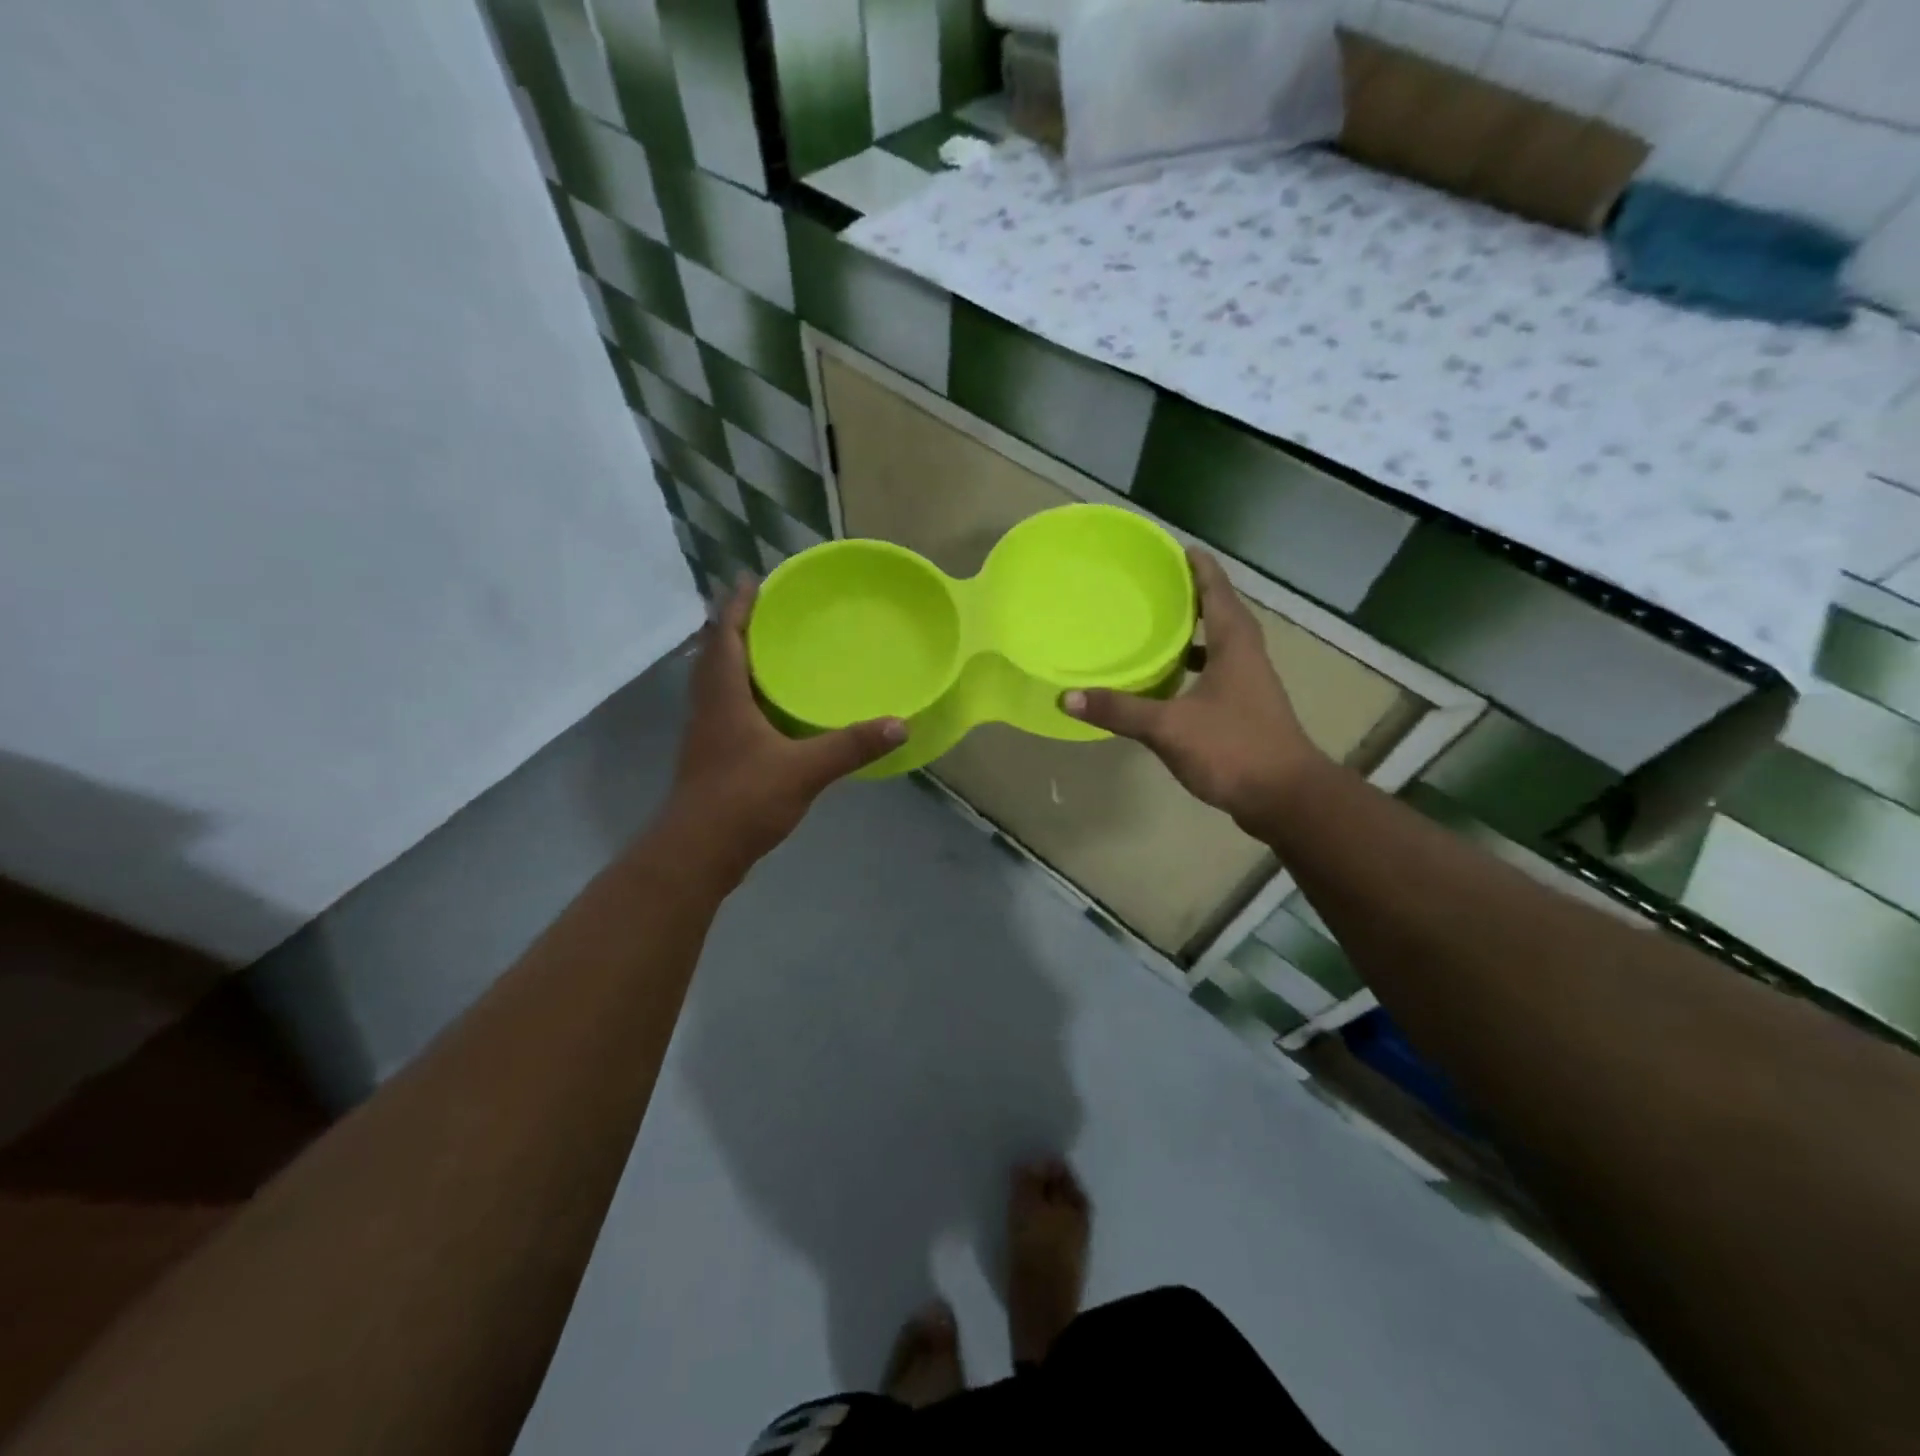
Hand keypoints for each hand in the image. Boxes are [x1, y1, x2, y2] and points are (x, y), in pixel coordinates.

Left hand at [661, 578, 905, 879]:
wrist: (696, 853)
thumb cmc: (742, 800)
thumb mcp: (804, 770)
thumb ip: (851, 746)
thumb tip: (900, 724)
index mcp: (723, 696)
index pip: (724, 635)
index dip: (736, 605)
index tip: (752, 579)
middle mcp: (708, 706)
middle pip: (715, 652)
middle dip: (735, 625)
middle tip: (768, 608)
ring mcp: (706, 732)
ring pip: (716, 680)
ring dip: (735, 657)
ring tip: (769, 647)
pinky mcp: (710, 755)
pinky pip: (724, 706)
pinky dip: (742, 690)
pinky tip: (768, 704)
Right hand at [1063, 549, 1323, 829]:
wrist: (1286, 798)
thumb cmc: (1233, 749)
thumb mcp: (1169, 727)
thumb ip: (1120, 710)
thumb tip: (1067, 697)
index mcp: (1234, 643)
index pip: (1216, 589)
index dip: (1197, 566)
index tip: (1173, 548)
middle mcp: (1246, 656)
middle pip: (1218, 612)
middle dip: (1189, 596)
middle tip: (1152, 587)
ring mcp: (1248, 684)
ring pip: (1217, 645)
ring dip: (1191, 634)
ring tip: (1154, 629)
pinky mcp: (1245, 710)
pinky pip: (1215, 672)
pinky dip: (1192, 668)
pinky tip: (1167, 684)